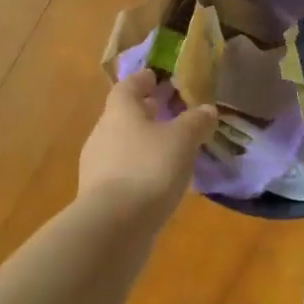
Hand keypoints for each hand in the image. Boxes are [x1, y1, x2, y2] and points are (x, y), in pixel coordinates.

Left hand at [79, 71, 218, 216]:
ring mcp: (97, 166)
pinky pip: (124, 172)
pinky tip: (160, 182)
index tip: (158, 78)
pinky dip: (141, 170)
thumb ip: (195, 121)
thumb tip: (206, 109)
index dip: (144, 80)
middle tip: (173, 113)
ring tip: (173, 151)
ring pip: (124, 145)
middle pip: (124, 116)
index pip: (128, 86)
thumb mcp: (182, 140)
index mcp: (120, 112)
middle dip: (148, 113)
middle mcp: (103, 134)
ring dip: (145, 144)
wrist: (114, 225)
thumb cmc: (149, 168)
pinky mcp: (101, 195)